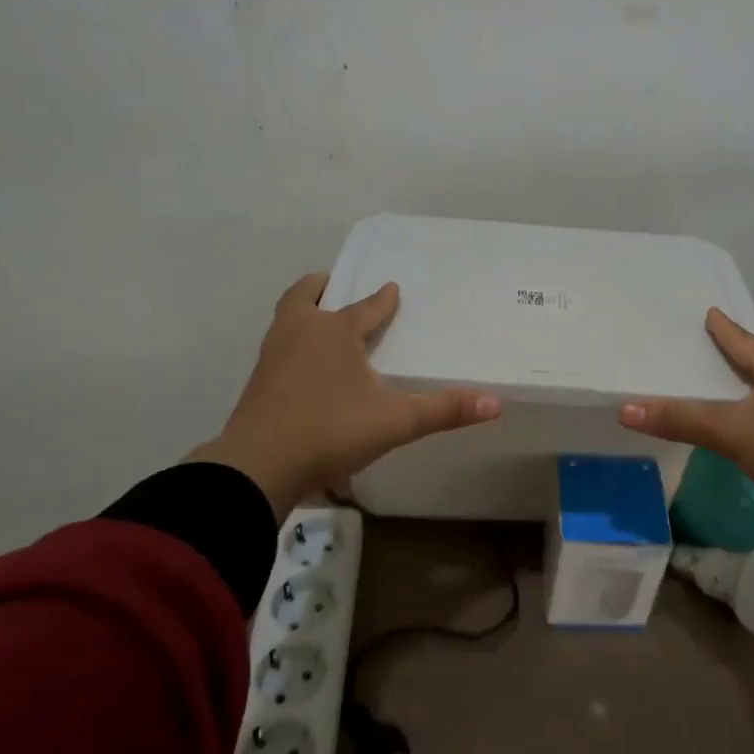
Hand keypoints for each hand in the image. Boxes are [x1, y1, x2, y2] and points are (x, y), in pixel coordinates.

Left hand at [189, 274, 499, 518]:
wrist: (258, 466)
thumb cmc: (331, 431)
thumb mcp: (396, 422)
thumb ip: (444, 411)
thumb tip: (496, 403)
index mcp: (335, 332)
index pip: (365, 307)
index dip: (382, 299)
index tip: (392, 289)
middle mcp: (301, 332)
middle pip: (306, 295)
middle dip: (324, 287)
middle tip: (337, 287)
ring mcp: (273, 355)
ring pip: (287, 318)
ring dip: (304, 312)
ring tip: (321, 322)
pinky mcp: (258, 381)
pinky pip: (278, 346)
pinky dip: (293, 342)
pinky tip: (304, 365)